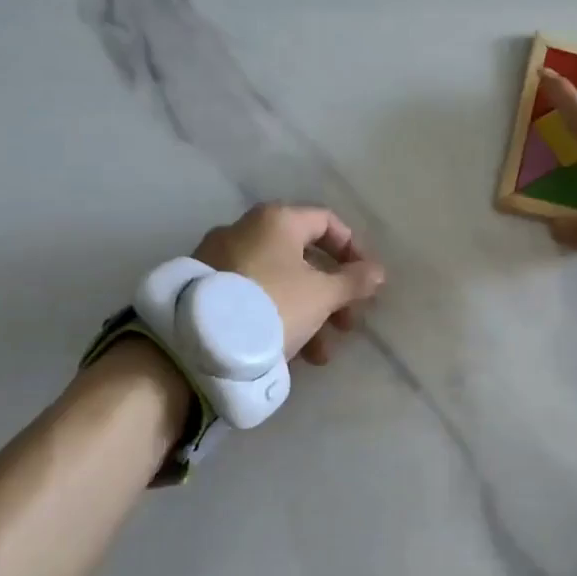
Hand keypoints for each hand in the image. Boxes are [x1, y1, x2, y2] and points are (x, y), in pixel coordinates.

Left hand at [194, 203, 385, 365]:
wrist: (198, 342)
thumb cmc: (272, 305)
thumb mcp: (322, 296)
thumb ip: (353, 282)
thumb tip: (378, 272)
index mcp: (276, 220)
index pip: (327, 222)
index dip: (353, 250)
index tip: (365, 283)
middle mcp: (245, 229)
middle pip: (303, 256)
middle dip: (331, 294)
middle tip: (346, 325)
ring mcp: (220, 257)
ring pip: (279, 281)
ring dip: (308, 314)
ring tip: (319, 355)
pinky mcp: (204, 287)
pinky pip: (252, 295)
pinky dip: (276, 316)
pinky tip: (287, 353)